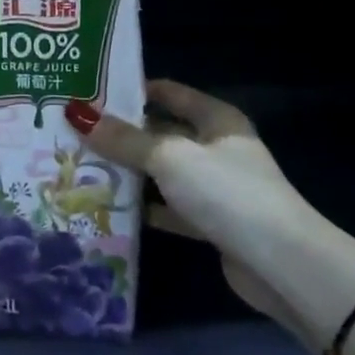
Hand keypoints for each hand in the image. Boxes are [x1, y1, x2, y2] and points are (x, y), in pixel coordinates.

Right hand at [65, 79, 325, 338]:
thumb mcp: (169, 158)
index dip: (132, 89)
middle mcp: (216, 148)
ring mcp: (214, 187)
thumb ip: (123, 139)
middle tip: (72, 131)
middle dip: (121, 133)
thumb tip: (74, 113)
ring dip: (128, 172)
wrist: (282, 265)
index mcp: (216, 120)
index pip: (168, 92)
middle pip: (161, 132)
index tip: (89, 91)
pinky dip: (143, 208)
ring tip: (79, 166)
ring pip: (162, 172)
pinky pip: (168, 207)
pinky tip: (108, 208)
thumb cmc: (227, 193)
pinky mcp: (210, 223)